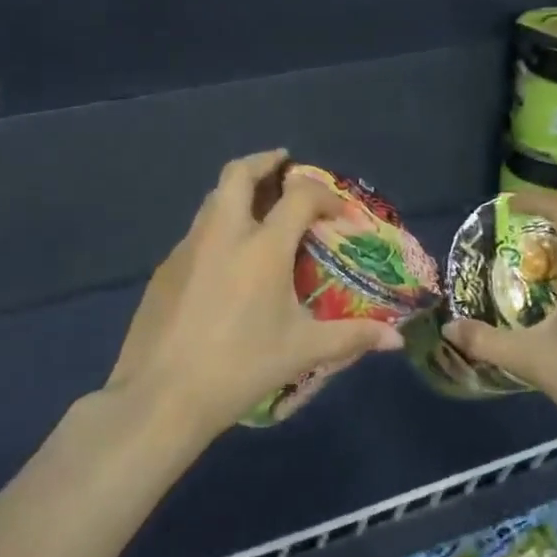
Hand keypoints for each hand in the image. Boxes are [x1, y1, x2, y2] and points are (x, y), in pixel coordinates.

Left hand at [106, 150, 403, 442]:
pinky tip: (226, 262)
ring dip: (238, 192)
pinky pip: (196, 232)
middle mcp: (223, 233)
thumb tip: (394, 341)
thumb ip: (351, 337)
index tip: (339, 216)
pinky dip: (218, 228)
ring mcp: (188, 247)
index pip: (299, 196)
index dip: (325, 197)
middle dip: (265, 162)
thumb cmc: (240, 367)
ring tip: (259, 211)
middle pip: (239, 173)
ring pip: (213, 199)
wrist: (161, 395)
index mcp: (262, 246)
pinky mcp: (165, 269)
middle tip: (284, 166)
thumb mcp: (302, 351)